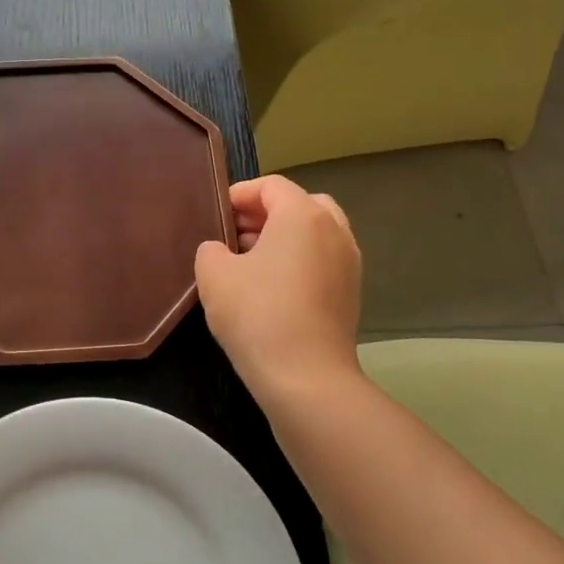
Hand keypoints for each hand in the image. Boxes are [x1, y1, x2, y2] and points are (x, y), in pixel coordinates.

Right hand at [194, 176, 364, 405]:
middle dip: (264, 213)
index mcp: (303, 215)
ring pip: (314, 232)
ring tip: (249, 261)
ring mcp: (348, 262)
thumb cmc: (257, 314)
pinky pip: (322, 259)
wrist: (306, 378)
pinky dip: (299, 260)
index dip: (239, 194)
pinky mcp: (351, 292)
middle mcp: (334, 230)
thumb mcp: (214, 275)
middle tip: (233, 234)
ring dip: (283, 237)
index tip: (216, 215)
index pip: (271, 185)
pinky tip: (271, 287)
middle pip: (299, 204)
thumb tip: (221, 251)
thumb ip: (211, 250)